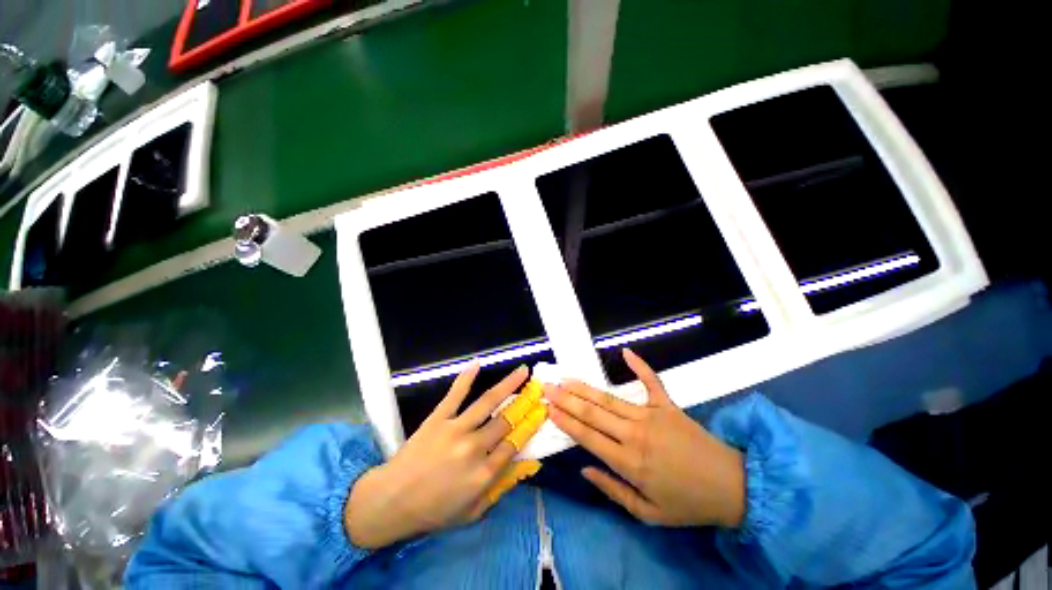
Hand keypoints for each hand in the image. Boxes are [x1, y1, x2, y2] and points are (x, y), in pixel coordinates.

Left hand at [346, 362, 546, 548]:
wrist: (392, 501)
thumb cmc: (434, 510)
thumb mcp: (473, 511)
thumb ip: (501, 487)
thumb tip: (527, 465)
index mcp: (484, 473)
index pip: (515, 443)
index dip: (531, 425)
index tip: (542, 411)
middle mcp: (474, 447)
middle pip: (506, 420)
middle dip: (526, 403)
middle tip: (538, 388)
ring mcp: (456, 429)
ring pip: (488, 402)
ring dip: (508, 384)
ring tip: (522, 371)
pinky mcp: (438, 418)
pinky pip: (455, 394)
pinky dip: (466, 378)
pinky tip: (477, 364)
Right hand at [546, 349, 744, 527]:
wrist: (731, 488)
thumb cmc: (687, 503)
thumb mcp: (647, 513)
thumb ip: (612, 490)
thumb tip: (584, 468)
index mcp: (629, 463)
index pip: (588, 436)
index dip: (566, 420)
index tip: (548, 407)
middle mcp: (635, 435)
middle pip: (593, 412)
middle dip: (567, 399)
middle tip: (548, 387)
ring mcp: (652, 415)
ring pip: (610, 398)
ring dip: (585, 387)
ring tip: (566, 378)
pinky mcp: (668, 405)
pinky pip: (652, 381)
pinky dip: (640, 366)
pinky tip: (625, 352)